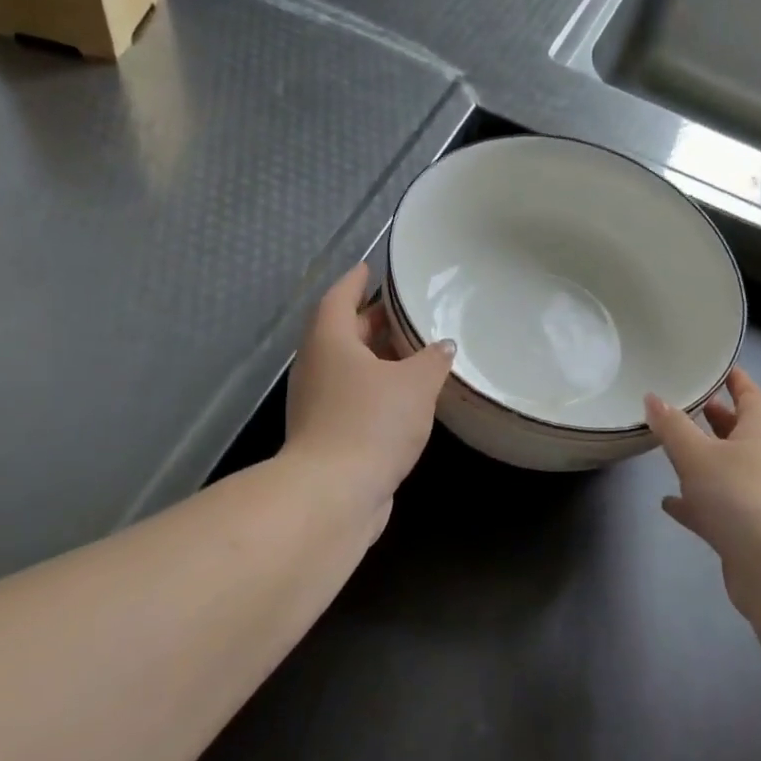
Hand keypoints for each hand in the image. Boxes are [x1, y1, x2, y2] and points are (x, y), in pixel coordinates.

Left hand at [285, 264, 455, 523]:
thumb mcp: (414, 384)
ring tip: (412, 353)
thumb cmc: (372, 423)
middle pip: (342, 333)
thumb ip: (432, 360)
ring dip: (376, 358)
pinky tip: (404, 398)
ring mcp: (317, 403)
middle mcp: (316, 367)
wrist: (335, 492)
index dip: (356, 281)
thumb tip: (444, 346)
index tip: (371, 267)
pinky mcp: (326, 434)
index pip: (339, 297)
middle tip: (404, 311)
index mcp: (329, 341)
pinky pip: (351, 398)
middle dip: (371, 321)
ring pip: (348, 368)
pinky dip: (375, 390)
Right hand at [645, 369, 760, 611]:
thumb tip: (653, 397)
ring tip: (670, 451)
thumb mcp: (698, 455)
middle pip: (739, 431)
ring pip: (728, 469)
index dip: (733, 379)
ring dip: (703, 461)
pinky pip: (718, 506)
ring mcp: (760, 496)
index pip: (749, 394)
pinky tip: (670, 503)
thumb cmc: (740, 496)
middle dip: (713, 418)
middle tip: (682, 406)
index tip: (714, 368)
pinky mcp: (749, 529)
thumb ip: (673, 427)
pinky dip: (697, 502)